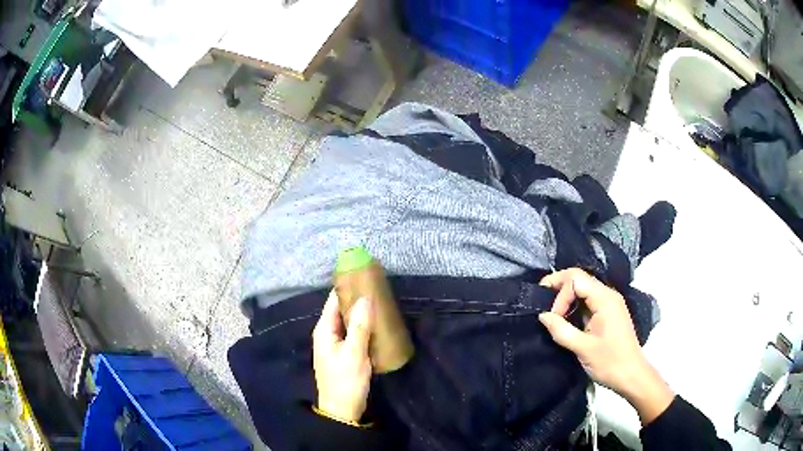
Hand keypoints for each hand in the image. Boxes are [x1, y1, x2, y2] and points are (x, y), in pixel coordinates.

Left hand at [312, 291, 373, 422]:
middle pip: (342, 309)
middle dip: (358, 298)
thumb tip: (365, 298)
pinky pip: (355, 332)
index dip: (348, 287)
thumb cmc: (345, 381)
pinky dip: (365, 325)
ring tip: (382, 302)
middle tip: (380, 288)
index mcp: (324, 329)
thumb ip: (359, 326)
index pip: (334, 300)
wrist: (343, 410)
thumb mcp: (354, 353)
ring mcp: (337, 343)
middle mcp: (328, 333)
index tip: (365, 275)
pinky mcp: (346, 352)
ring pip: (350, 321)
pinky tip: (379, 324)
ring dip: (363, 312)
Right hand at [538, 269, 673, 424]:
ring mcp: (609, 304)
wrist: (631, 376)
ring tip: (551, 313)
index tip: (552, 317)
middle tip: (541, 303)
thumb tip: (542, 316)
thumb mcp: (583, 348)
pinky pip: (588, 301)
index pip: (576, 279)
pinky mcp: (608, 313)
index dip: (559, 294)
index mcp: (605, 299)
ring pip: (583, 289)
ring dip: (565, 297)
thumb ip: (561, 330)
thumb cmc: (609, 362)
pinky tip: (565, 319)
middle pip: (579, 279)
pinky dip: (574, 306)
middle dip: (559, 288)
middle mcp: (608, 295)